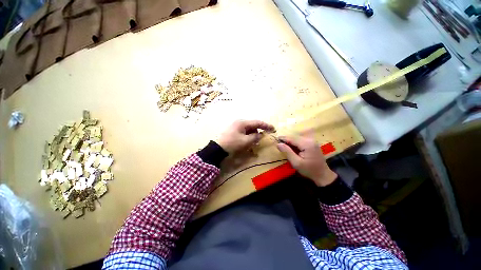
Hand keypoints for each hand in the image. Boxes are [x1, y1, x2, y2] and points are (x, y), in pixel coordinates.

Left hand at [216, 120, 274, 153]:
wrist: (217, 148)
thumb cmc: (232, 144)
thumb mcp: (245, 141)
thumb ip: (255, 137)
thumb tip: (260, 135)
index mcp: (242, 122)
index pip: (257, 122)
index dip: (266, 125)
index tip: (273, 129)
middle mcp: (239, 122)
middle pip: (253, 125)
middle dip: (258, 131)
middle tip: (263, 137)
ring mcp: (235, 126)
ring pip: (248, 128)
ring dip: (253, 134)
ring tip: (254, 141)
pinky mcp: (233, 130)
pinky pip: (244, 131)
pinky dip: (248, 135)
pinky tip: (248, 141)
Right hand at [276, 136, 336, 186]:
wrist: (323, 175)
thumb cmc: (309, 170)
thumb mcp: (296, 163)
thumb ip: (287, 152)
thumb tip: (278, 144)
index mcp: (307, 144)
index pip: (292, 138)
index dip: (283, 138)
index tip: (275, 139)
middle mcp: (310, 140)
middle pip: (294, 137)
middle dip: (286, 140)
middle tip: (278, 144)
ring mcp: (312, 141)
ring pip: (297, 138)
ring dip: (290, 141)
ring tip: (283, 146)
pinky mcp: (312, 144)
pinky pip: (301, 141)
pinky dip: (295, 143)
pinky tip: (291, 147)